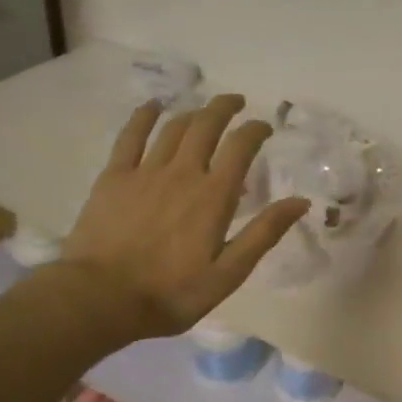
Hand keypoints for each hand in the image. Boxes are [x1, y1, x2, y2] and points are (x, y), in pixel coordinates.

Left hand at [57, 94, 307, 341]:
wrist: (101, 298)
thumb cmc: (171, 293)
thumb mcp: (229, 273)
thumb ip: (264, 234)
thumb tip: (300, 202)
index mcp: (214, 196)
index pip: (241, 147)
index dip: (256, 130)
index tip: (265, 127)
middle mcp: (183, 173)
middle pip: (206, 125)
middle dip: (225, 108)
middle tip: (237, 103)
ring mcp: (145, 172)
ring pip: (174, 128)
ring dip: (193, 112)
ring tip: (204, 110)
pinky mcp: (114, 177)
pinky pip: (130, 136)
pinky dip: (144, 116)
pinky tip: (153, 106)